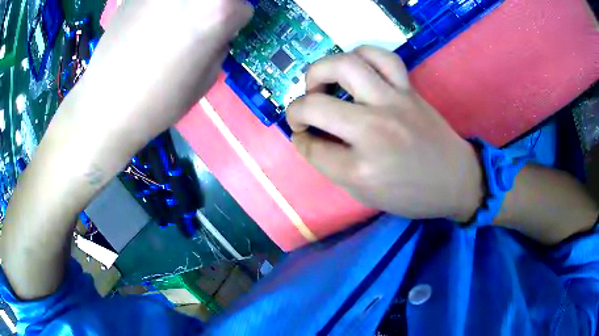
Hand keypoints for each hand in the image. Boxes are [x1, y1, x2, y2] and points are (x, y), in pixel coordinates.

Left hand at [51, 0, 252, 178]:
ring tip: (170, 26)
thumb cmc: (157, 102)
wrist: (105, 107)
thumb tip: (216, 33)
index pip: (242, 7)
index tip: (219, 36)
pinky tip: (147, 26)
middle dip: (213, 9)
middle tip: (196, 26)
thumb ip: (218, 47)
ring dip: (185, 7)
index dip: (231, 24)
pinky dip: (160, 9)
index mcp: (216, 13)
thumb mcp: (204, 81)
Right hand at [287, 46, 483, 220]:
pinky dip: (361, 55)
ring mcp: (393, 103)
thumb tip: (311, 136)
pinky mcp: (409, 90)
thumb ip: (332, 166)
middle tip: (302, 114)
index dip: (301, 141)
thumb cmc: (411, 195)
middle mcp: (373, 131)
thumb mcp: (365, 194)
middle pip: (315, 105)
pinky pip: (381, 57)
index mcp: (360, 169)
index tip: (303, 138)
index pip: (311, 147)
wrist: (456, 180)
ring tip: (320, 83)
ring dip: (320, 71)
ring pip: (345, 66)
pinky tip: (356, 69)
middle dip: (296, 110)